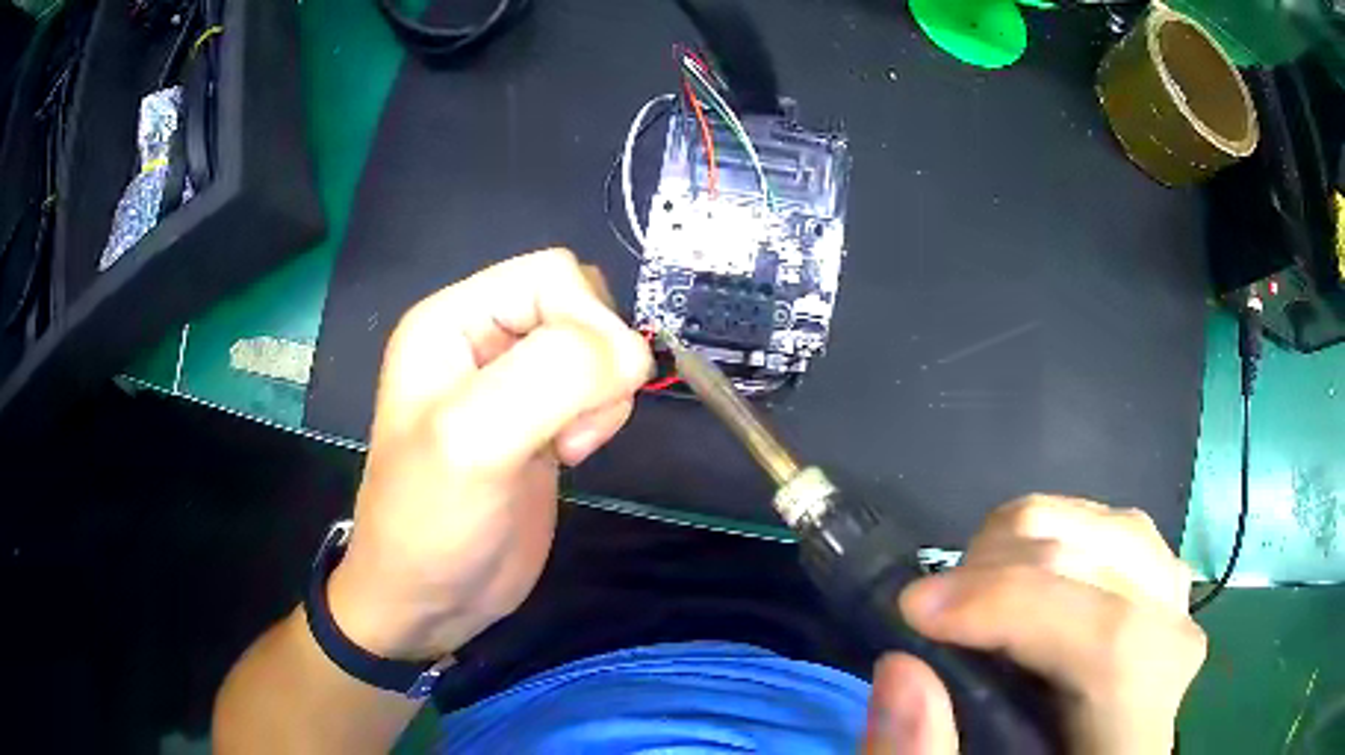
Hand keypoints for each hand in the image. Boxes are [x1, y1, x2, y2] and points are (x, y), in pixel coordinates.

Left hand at [327, 249, 651, 661]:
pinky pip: (599, 388)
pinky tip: (569, 454)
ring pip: (600, 347)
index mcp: (453, 319)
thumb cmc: (433, 520)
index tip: (578, 396)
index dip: (585, 323)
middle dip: (597, 363)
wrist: (433, 599)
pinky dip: (602, 417)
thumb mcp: (474, 441)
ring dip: (601, 397)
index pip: (553, 274)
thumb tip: (630, 353)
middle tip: (568, 425)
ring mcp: (515, 379)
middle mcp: (484, 337)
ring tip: (565, 446)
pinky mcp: (543, 417)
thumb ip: (551, 377)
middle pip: (583, 304)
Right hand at [862, 495, 1206, 754]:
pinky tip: (1024, 567)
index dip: (1019, 607)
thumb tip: (903, 667)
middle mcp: (1175, 661)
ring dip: (1033, 539)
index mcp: (1135, 736)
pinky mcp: (1164, 592)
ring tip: (972, 584)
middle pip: (1120, 568)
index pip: (1111, 644)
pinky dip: (1064, 529)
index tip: (921, 607)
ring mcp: (1178, 614)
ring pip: (1123, 533)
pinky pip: (1125, 531)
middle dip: (1010, 566)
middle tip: (934, 604)